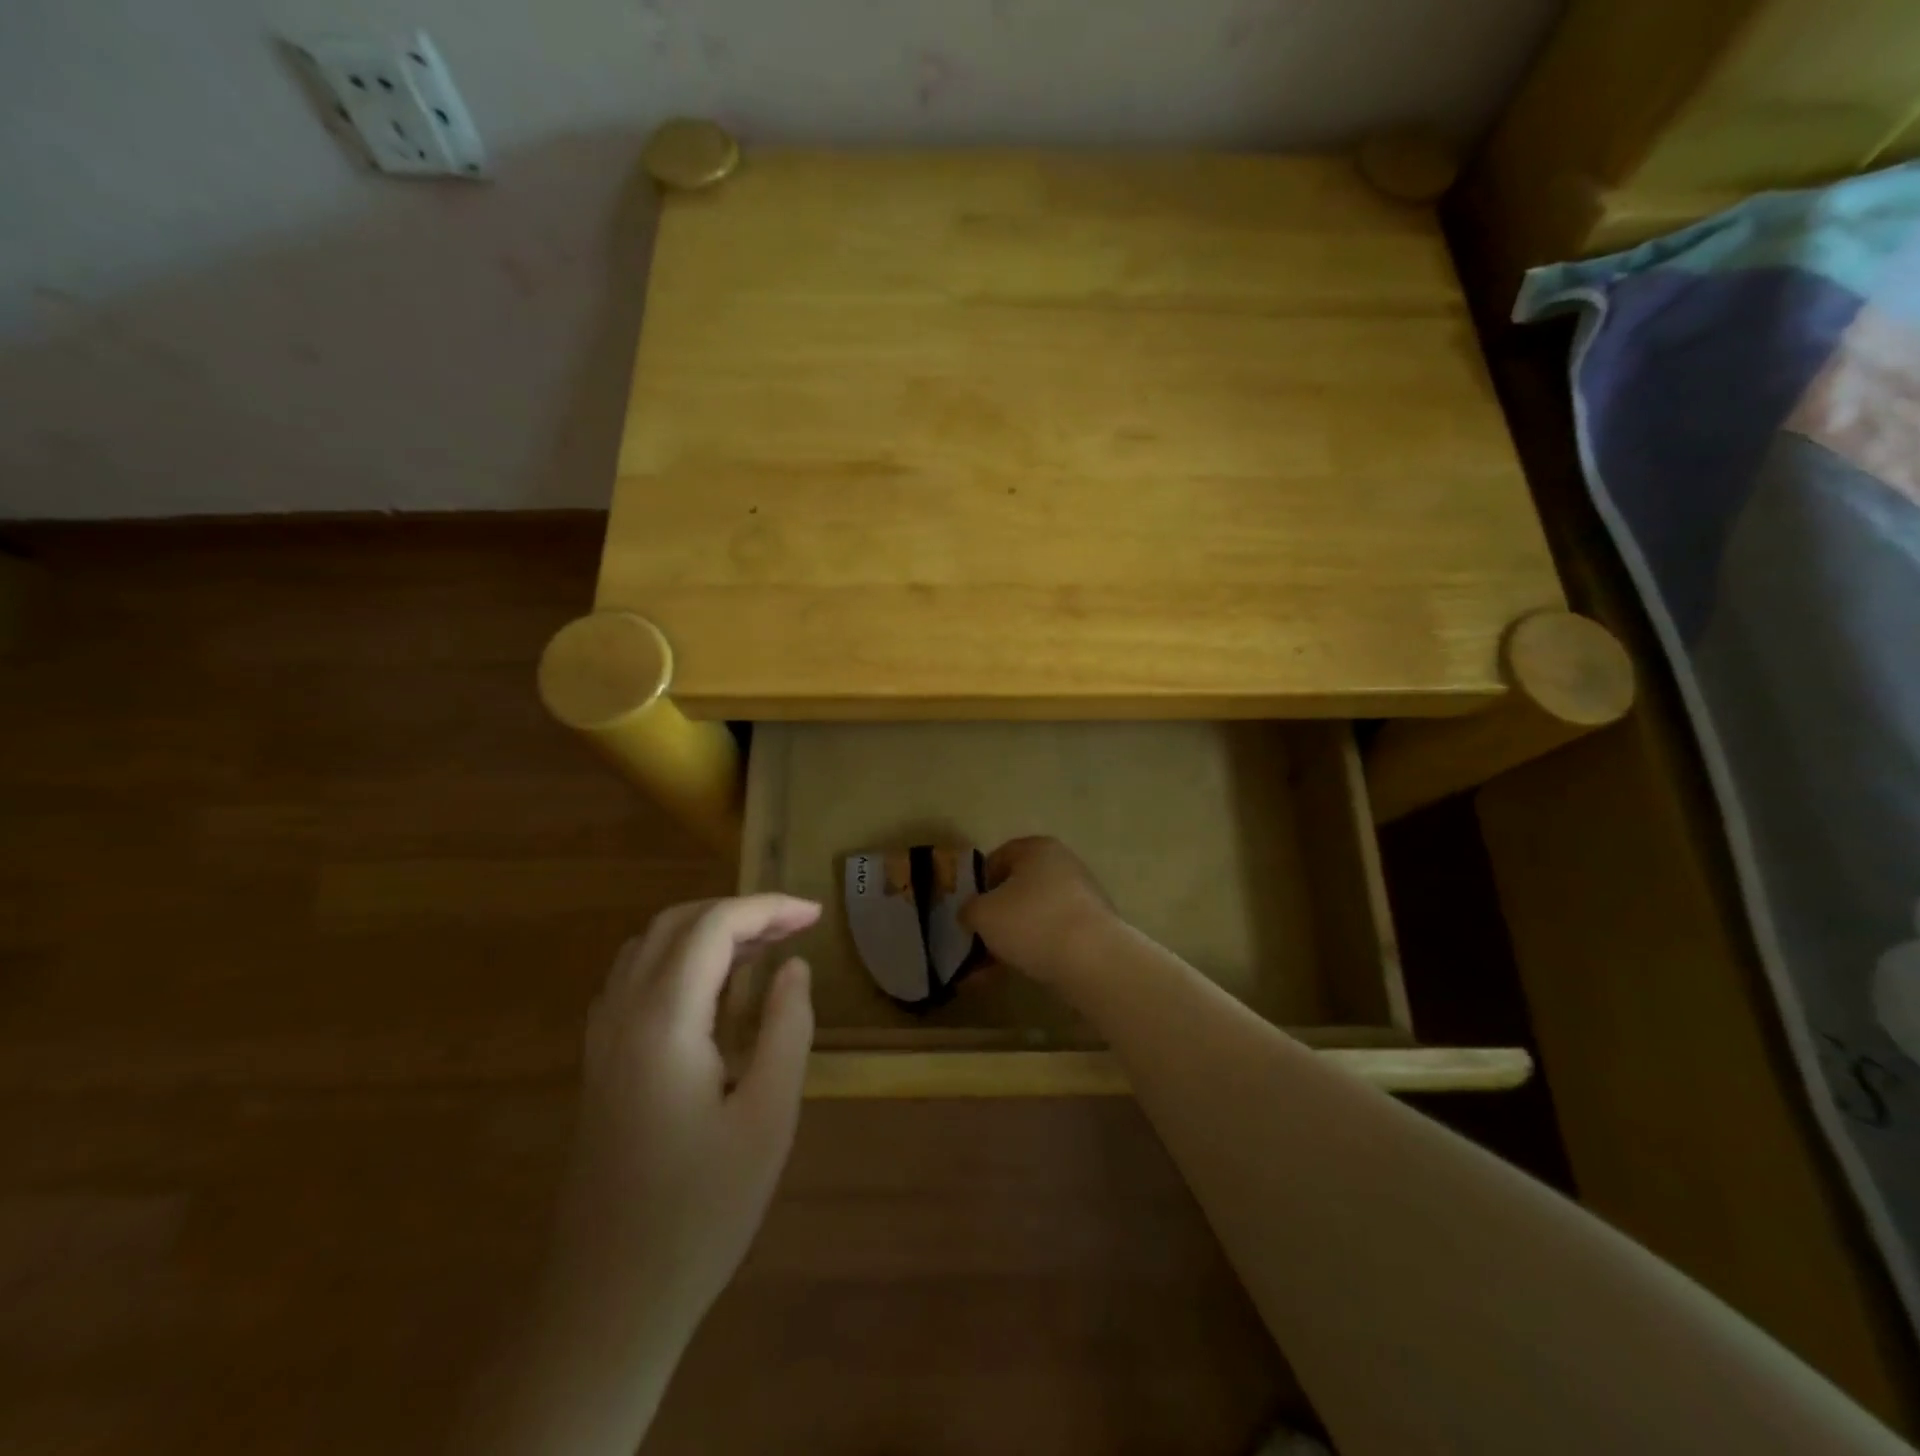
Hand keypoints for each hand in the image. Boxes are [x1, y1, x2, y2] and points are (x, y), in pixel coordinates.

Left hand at [549, 894, 819, 1342]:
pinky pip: (635, 979)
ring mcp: (603, 1039)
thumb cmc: (701, 1210)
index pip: (713, 927)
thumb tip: (794, 966)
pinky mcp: (600, 1063)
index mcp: (664, 1021)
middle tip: (794, 928)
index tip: (815, 914)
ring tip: (762, 949)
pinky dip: (679, 959)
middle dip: (738, 912)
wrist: (609, 1299)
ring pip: (650, 947)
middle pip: (677, 925)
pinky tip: (712, 991)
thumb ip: (786, 1028)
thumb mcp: (768, 1117)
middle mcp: (623, 1014)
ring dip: (706, 931)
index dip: (767, 908)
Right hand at [960, 836, 1119, 985]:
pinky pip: (1052, 936)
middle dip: (994, 917)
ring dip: (1009, 940)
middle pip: (1018, 889)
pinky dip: (1031, 951)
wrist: (1093, 960)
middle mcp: (1063, 865)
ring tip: (986, 971)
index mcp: (1038, 849)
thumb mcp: (983, 914)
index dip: (978, 883)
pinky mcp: (1092, 929)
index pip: (999, 857)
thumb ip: (969, 909)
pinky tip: (1011, 975)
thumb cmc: (1031, 921)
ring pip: (1033, 916)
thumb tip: (970, 913)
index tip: (968, 909)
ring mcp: (1081, 898)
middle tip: (976, 941)